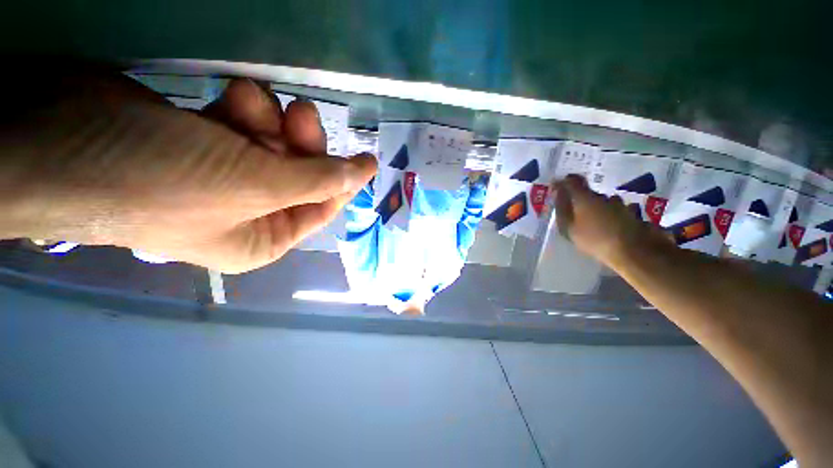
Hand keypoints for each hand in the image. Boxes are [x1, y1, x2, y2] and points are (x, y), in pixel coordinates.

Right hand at [0, 74, 376, 272]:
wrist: (57, 143)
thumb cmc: (160, 179)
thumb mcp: (255, 185)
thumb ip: (320, 180)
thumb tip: (365, 174)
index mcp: (264, 237)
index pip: (322, 208)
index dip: (343, 183)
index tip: (364, 159)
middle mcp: (251, 210)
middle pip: (303, 173)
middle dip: (307, 144)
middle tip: (304, 114)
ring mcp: (227, 173)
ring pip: (277, 144)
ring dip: (274, 120)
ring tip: (251, 101)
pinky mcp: (205, 137)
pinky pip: (248, 123)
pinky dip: (248, 108)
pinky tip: (233, 93)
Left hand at [553, 175, 673, 267]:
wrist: (642, 253)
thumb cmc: (606, 225)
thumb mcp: (585, 203)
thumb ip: (574, 189)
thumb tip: (560, 178)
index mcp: (567, 226)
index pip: (560, 204)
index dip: (564, 189)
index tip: (571, 174)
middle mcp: (580, 232)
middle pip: (580, 207)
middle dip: (588, 196)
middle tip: (594, 186)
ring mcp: (602, 235)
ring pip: (601, 211)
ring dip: (607, 202)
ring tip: (614, 200)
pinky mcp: (623, 236)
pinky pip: (620, 217)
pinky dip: (624, 211)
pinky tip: (631, 207)